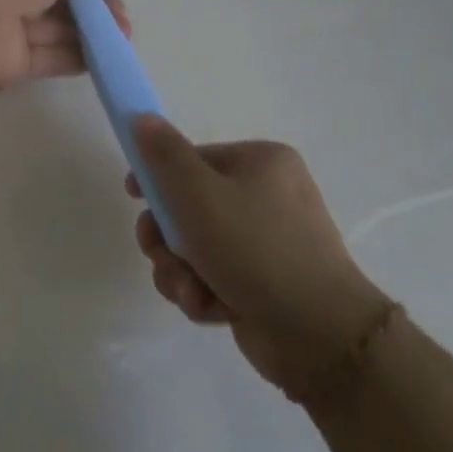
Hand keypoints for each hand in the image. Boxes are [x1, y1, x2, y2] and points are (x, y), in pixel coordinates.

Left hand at [0, 0, 130, 90]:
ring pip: (52, 31)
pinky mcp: (9, 64)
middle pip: (50, 1)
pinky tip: (103, 58)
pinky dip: (74, 57)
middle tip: (121, 17)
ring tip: (123, 36)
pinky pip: (47, 58)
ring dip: (89, 33)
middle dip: (88, 8)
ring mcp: (3, 30)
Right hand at [127, 117, 389, 396]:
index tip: (134, 198)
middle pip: (187, 207)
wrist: (318, 333)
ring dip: (179, 271)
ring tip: (190, 289)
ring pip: (194, 248)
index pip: (191, 159)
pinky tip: (212, 308)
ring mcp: (266, 243)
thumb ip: (164, 154)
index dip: (157, 178)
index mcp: (260, 163)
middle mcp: (267, 196)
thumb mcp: (198, 193)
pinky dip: (203, 293)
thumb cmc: (254, 249)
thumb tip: (141, 118)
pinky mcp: (263, 284)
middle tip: (160, 254)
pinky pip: (213, 278)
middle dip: (166, 239)